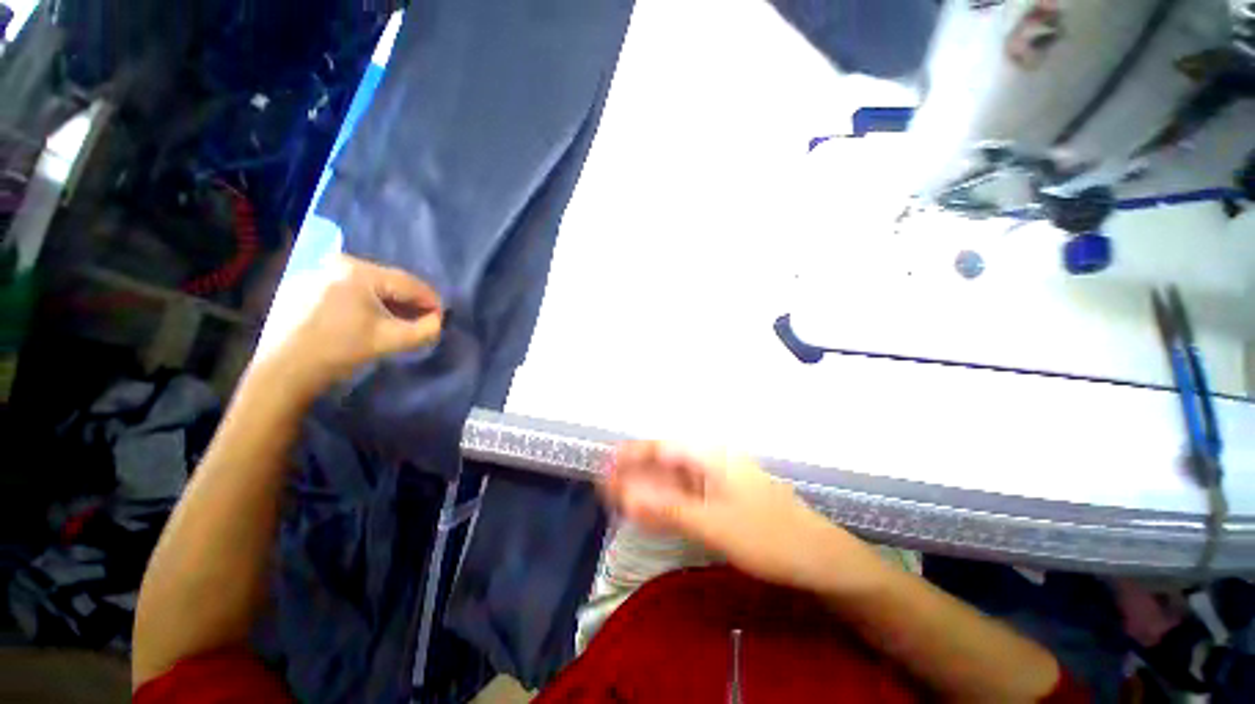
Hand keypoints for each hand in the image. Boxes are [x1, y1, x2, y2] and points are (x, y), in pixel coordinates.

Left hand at [259, 255, 442, 395]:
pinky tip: (368, 320)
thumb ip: (425, 330)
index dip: (431, 300)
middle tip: (423, 320)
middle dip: (409, 302)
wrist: (283, 372)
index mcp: (359, 271)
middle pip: (388, 282)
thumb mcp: (391, 340)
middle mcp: (337, 263)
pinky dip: (364, 303)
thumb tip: (438, 320)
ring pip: (367, 286)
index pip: (409, 282)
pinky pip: (346, 290)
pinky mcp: (303, 286)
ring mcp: (316, 272)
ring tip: (399, 321)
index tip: (443, 316)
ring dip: (388, 303)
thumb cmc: (340, 351)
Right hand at [603, 441, 876, 592]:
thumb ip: (667, 509)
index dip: (633, 454)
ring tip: (619, 498)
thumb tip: (627, 497)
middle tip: (605, 485)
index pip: (662, 448)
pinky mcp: (721, 501)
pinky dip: (665, 503)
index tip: (606, 462)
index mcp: (710, 457)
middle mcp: (711, 462)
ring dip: (648, 488)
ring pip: (674, 481)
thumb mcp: (713, 523)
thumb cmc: (768, 535)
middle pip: (665, 463)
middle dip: (636, 472)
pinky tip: (649, 511)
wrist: (818, 557)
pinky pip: (685, 497)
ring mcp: (716, 482)